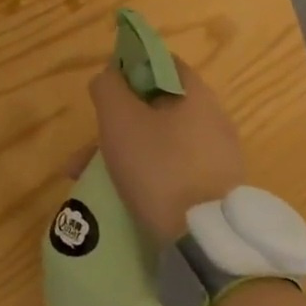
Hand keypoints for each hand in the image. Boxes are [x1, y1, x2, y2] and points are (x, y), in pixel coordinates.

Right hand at [88, 55, 244, 245]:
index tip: (107, 86)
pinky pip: (172, 170)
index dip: (131, 66)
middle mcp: (215, 122)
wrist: (204, 242)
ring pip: (159, 141)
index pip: (163, 63)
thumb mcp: (118, 117)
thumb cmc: (158, 166)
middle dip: (118, 120)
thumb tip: (109, 77)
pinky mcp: (216, 192)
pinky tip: (116, 193)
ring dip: (123, 150)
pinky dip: (144, 174)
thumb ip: (108, 86)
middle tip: (89, 140)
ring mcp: (219, 159)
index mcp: (197, 96)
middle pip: (157, 106)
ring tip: (86, 174)